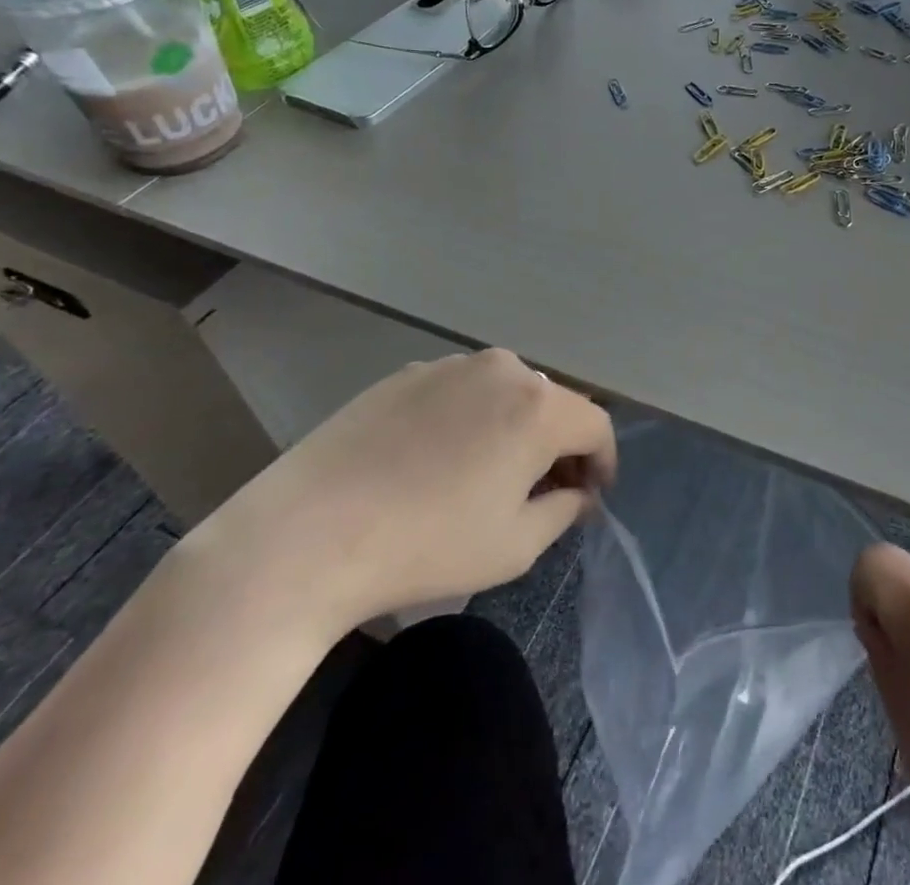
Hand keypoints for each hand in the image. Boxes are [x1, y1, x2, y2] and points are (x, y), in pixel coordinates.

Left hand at [187, 349, 615, 643]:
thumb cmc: (427, 544)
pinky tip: (436, 460)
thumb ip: (563, 511)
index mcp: (539, 405)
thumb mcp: (514, 546)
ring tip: (488, 474)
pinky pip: (460, 391)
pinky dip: (469, 418)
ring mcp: (451, 365)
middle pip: (553, 403)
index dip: (602, 462)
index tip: (589, 497)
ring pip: (506, 392)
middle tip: (542, 491)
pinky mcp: (407, 373)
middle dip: (559, 445)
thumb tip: (576, 493)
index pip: (596, 425)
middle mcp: (504, 369)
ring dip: (514, 427)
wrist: (307, 534)